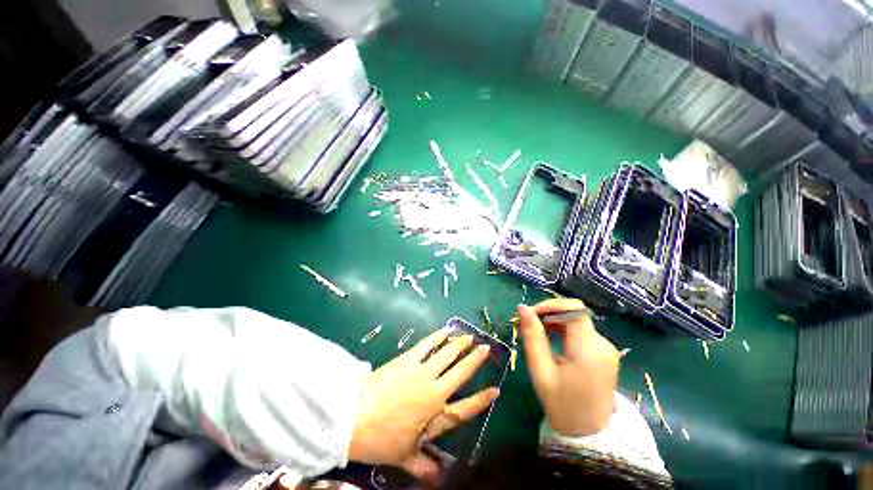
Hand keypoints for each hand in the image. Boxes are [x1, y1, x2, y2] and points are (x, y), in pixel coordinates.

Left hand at [349, 327, 499, 481]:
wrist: (354, 416)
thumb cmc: (380, 438)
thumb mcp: (403, 457)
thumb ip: (423, 467)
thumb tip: (440, 479)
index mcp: (435, 416)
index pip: (465, 408)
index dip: (481, 400)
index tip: (495, 390)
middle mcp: (433, 390)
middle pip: (459, 372)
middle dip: (474, 359)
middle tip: (486, 347)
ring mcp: (421, 371)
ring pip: (446, 354)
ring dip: (459, 344)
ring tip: (469, 336)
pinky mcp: (408, 359)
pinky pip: (427, 344)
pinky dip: (438, 336)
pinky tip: (445, 330)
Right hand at [518, 299, 619, 436]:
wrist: (588, 434)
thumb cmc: (561, 404)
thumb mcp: (541, 370)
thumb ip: (532, 336)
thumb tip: (522, 307)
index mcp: (588, 349)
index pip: (573, 309)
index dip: (550, 306)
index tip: (530, 315)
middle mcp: (602, 344)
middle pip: (575, 313)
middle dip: (549, 313)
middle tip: (529, 324)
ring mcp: (606, 348)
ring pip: (577, 320)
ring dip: (555, 321)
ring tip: (537, 332)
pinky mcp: (605, 352)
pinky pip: (582, 331)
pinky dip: (564, 329)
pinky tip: (552, 340)